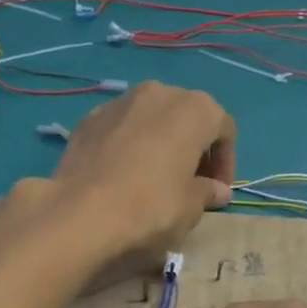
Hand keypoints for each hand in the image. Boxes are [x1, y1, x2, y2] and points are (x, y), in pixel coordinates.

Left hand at [49, 81, 235, 262]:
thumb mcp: (191, 208)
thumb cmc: (152, 207)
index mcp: (195, 109)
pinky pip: (120, 129)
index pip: (224, 129)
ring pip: (151, 119)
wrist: (81, 214)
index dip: (225, 162)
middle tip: (189, 183)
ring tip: (154, 178)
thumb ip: (207, 192)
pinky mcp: (88, 119)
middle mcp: (159, 93)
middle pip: (186, 117)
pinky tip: (121, 176)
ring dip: (160, 142)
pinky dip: (128, 145)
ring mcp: (119, 102)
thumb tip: (217, 190)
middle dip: (193, 147)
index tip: (217, 191)